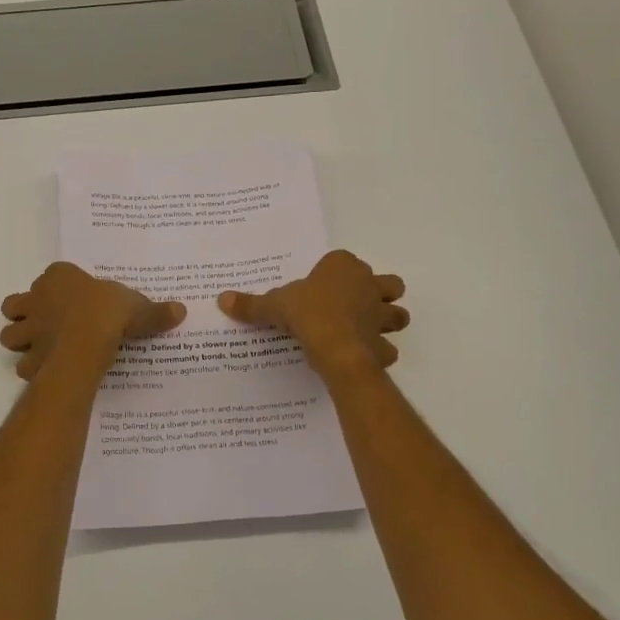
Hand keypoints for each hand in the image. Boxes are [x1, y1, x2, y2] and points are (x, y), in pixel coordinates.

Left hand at [0, 262, 186, 379]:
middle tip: (47, 324)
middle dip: (26, 314)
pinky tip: (48, 372)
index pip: (52, 275)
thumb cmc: (109, 312)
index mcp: (59, 277)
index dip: (59, 286)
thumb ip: (155, 311)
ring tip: (41, 348)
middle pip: (17, 304)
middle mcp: (37, 299)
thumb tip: (181, 310)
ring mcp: (29, 330)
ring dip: (21, 340)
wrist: (86, 342)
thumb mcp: (138, 307)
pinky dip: (32, 368)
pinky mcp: (29, 357)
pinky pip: (23, 364)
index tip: (75, 297)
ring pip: (10, 334)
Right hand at [218, 249, 407, 375]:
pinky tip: (362, 358)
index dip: (337, 273)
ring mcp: (381, 315)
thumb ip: (251, 304)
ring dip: (387, 322)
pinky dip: (379, 353)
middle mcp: (368, 285)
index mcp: (343, 267)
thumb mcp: (273, 305)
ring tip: (366, 331)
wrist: (335, 346)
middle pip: (388, 283)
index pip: (345, 261)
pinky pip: (387, 348)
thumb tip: (221, 299)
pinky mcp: (384, 344)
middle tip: (358, 306)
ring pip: (398, 314)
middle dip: (380, 293)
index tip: (322, 286)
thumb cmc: (306, 313)